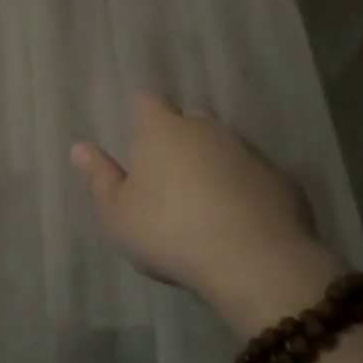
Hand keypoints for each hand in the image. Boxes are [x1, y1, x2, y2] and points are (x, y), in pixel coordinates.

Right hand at [72, 92, 345, 335]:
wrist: (255, 261)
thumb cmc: (171, 232)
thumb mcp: (118, 214)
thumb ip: (98, 178)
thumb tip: (80, 147)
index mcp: (162, 130)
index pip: (146, 101)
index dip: (140, 115)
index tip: (137, 138)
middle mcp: (206, 130)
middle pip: (189, 120)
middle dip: (180, 138)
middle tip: (169, 177)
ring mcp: (248, 152)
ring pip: (224, 147)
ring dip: (214, 164)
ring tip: (206, 203)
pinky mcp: (282, 180)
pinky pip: (254, 176)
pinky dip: (245, 189)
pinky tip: (241, 222)